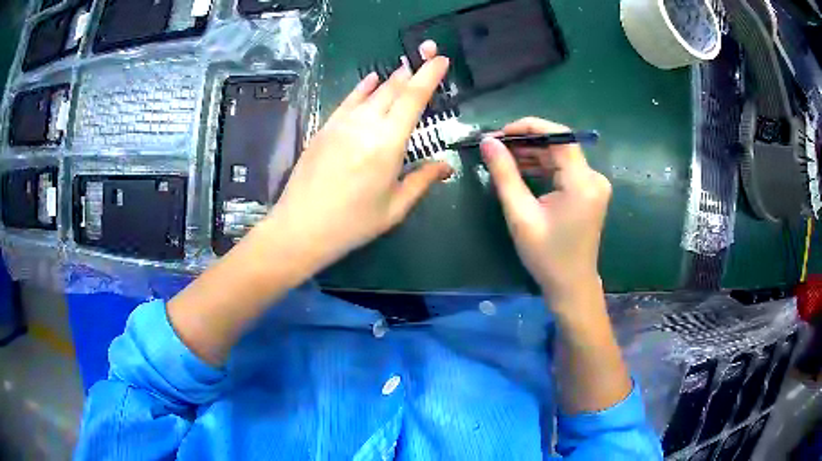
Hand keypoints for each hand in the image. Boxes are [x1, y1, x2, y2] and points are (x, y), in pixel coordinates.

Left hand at [268, 52, 451, 271]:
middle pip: (393, 88)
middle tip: (428, 50)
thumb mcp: (394, 208)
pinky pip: (348, 100)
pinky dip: (362, 87)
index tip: (441, 59)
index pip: (413, 98)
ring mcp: (342, 124)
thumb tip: (446, 166)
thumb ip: (422, 181)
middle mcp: (365, 125)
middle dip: (413, 67)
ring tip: (405, 65)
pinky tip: (371, 79)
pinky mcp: (325, 128)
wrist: (300, 228)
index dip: (429, 75)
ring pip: (372, 92)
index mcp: (388, 144)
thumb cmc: (352, 224)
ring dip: (391, 77)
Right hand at [480, 118, 611, 299]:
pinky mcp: (589, 192)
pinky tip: (522, 169)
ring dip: (533, 154)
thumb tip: (488, 142)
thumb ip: (504, 174)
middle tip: (496, 146)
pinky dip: (543, 166)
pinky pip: (564, 169)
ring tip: (503, 157)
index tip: (501, 133)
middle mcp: (593, 178)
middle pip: (559, 145)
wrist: (570, 285)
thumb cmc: (546, 256)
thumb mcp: (520, 214)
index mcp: (583, 183)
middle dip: (527, 142)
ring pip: (560, 156)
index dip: (530, 127)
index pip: (559, 137)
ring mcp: (593, 185)